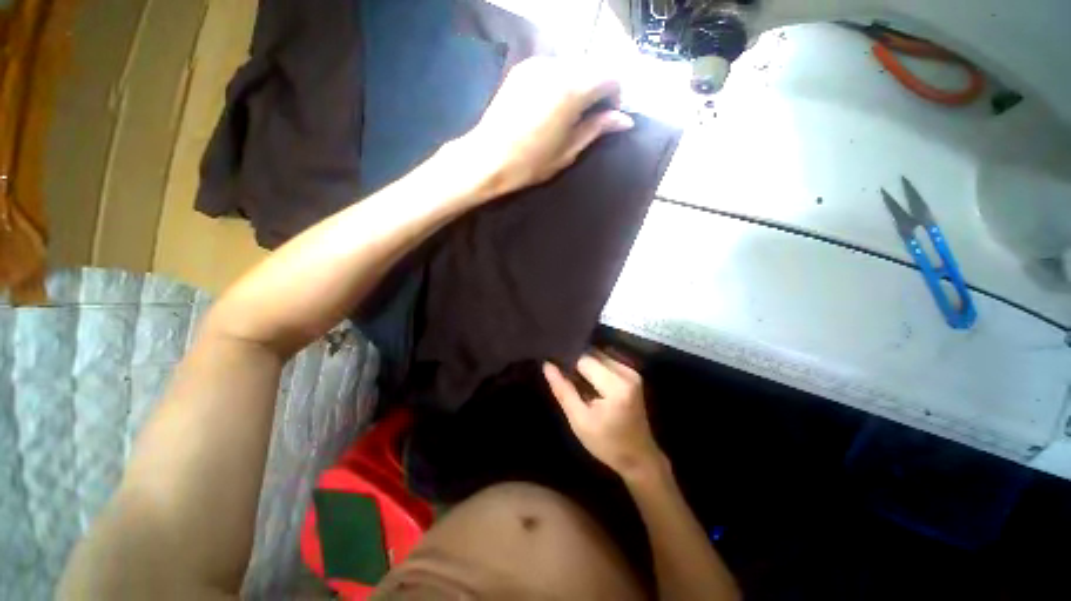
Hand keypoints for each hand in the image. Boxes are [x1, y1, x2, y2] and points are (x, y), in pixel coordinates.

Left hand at [459, 57, 633, 200]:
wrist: (488, 158)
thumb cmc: (531, 162)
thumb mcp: (569, 151)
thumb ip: (597, 128)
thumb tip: (625, 119)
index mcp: (572, 89)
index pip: (610, 76)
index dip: (615, 95)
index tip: (608, 116)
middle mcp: (557, 67)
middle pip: (592, 67)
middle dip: (597, 89)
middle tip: (590, 117)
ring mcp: (537, 64)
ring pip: (572, 65)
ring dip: (579, 84)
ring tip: (568, 113)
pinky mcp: (522, 69)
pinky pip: (552, 67)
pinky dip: (560, 81)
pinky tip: (550, 104)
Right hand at [544, 352, 663, 479]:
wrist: (639, 457)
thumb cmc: (607, 443)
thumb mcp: (579, 420)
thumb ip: (563, 390)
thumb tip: (547, 365)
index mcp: (615, 386)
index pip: (584, 360)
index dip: (567, 362)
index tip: (554, 368)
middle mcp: (626, 373)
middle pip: (593, 354)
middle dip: (576, 361)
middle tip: (562, 374)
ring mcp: (632, 372)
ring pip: (599, 355)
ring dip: (585, 363)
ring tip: (573, 378)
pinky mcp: (633, 374)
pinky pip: (607, 361)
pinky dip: (595, 367)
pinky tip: (587, 381)